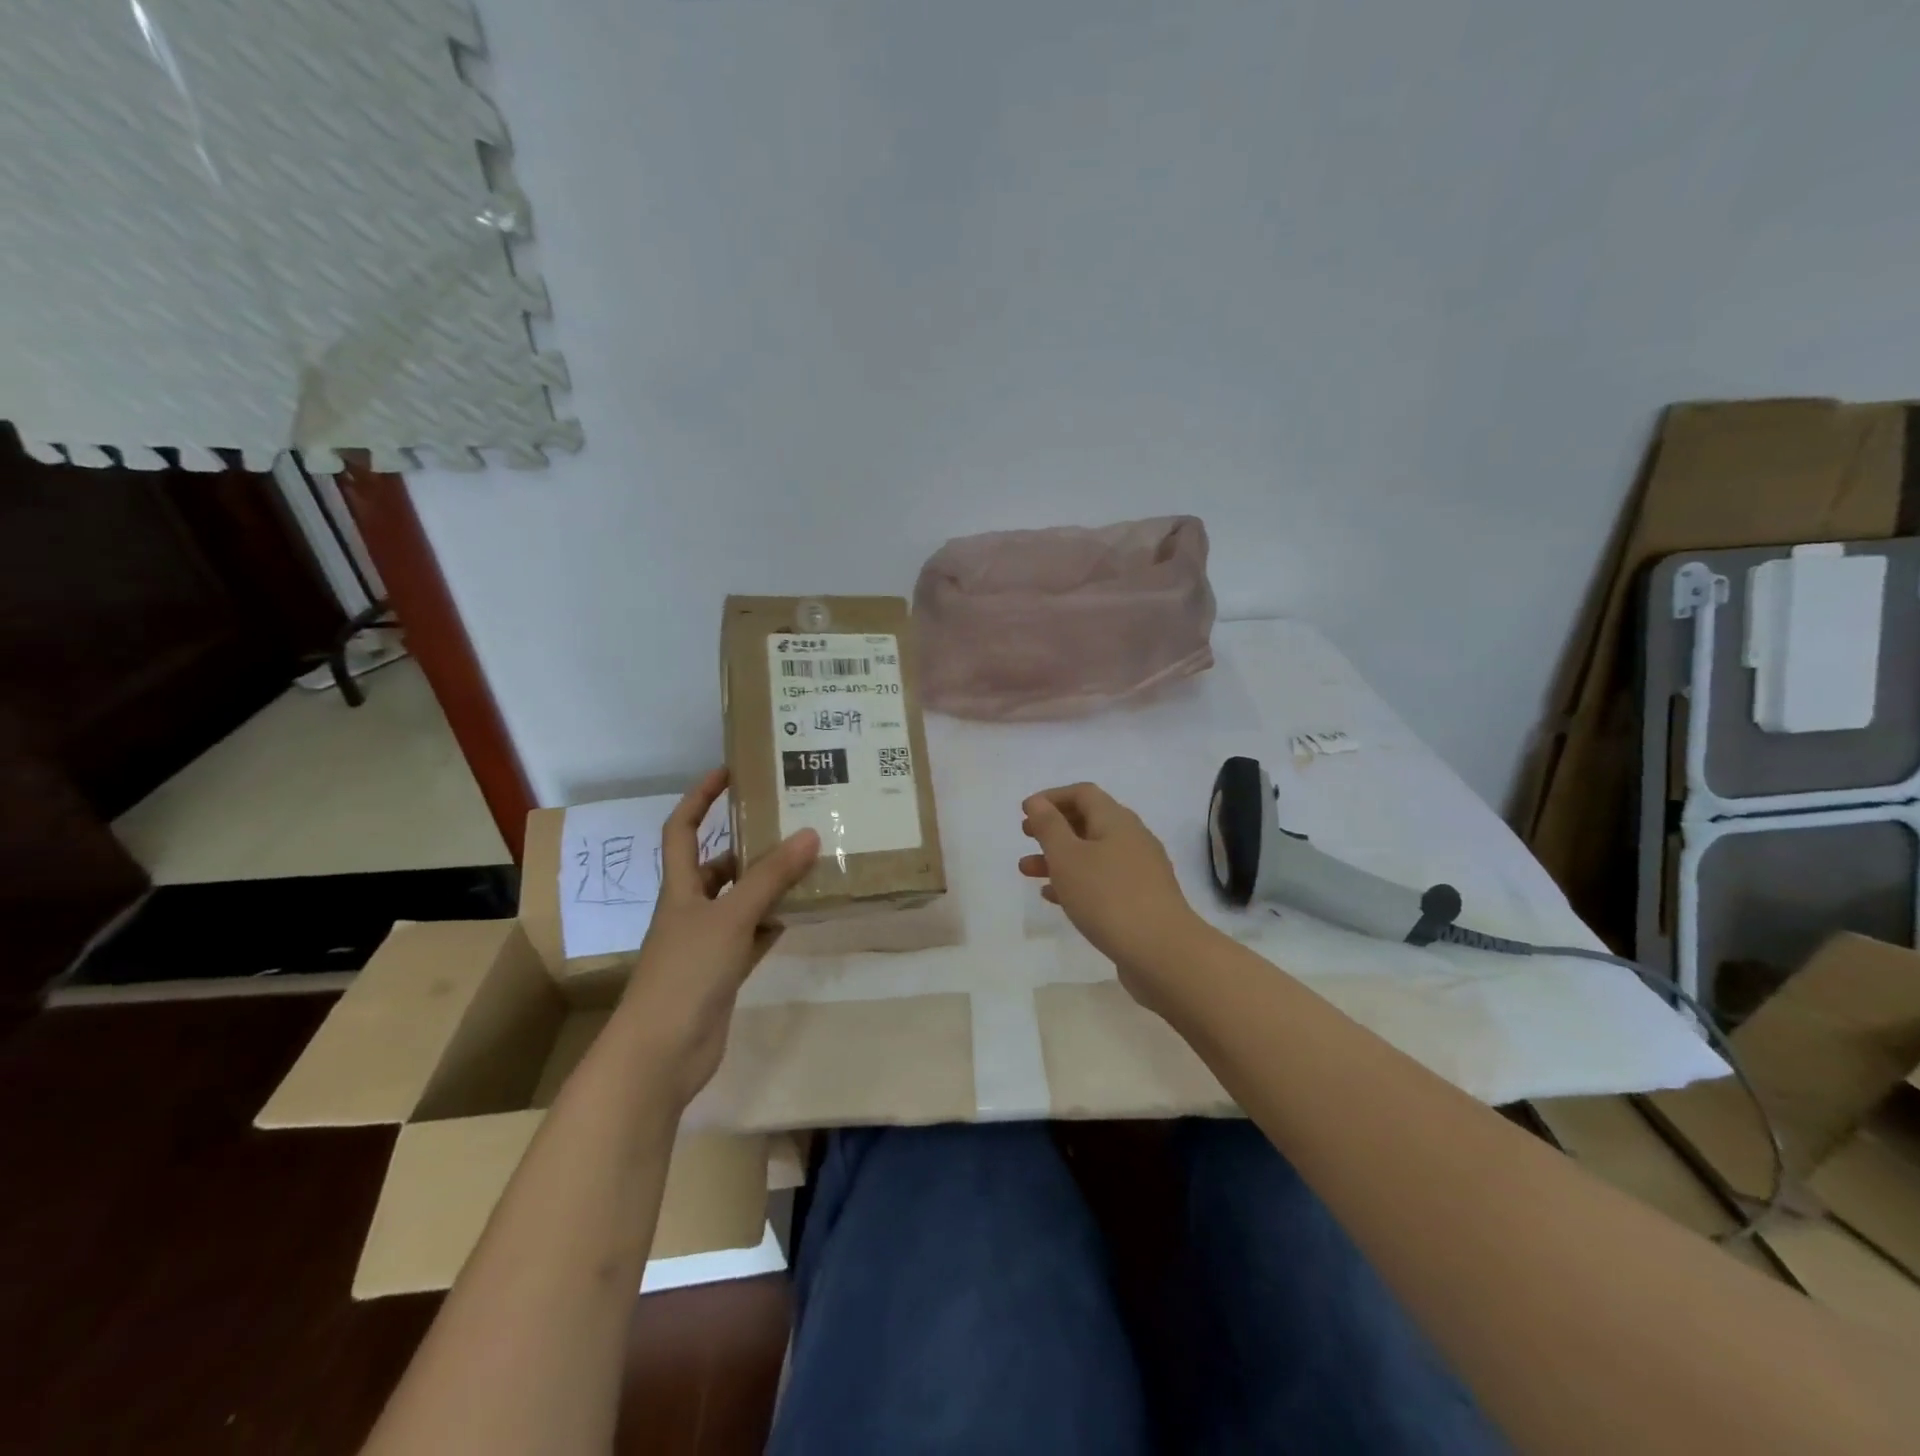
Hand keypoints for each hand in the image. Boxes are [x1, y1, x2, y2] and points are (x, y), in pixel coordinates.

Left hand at [612, 769, 818, 1107]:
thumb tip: (809, 833)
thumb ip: (771, 878)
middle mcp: (690, 910)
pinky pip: (752, 937)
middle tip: (790, 824)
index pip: (683, 829)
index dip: (700, 797)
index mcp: (680, 888)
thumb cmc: (686, 973)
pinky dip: (772, 924)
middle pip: (717, 866)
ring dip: (767, 886)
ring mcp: (706, 944)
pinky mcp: (722, 973)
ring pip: (740, 902)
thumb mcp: (731, 917)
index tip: (729, 772)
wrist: (662, 1053)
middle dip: (748, 845)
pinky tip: (800, 913)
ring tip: (807, 864)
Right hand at [1019, 782, 1201, 1002]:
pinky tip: (1054, 898)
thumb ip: (1049, 826)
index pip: (1083, 793)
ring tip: (1027, 871)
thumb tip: (1037, 802)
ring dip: (1059, 858)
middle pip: (1088, 822)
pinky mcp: (1141, 899)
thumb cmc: (1107, 896)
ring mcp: (1140, 870)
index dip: (1052, 797)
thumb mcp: (1067, 857)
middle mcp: (1132, 838)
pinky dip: (1077, 881)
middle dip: (1054, 828)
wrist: (1162, 952)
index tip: (1025, 812)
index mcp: (1116, 820)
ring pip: (1093, 854)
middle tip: (1025, 837)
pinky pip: (1103, 880)